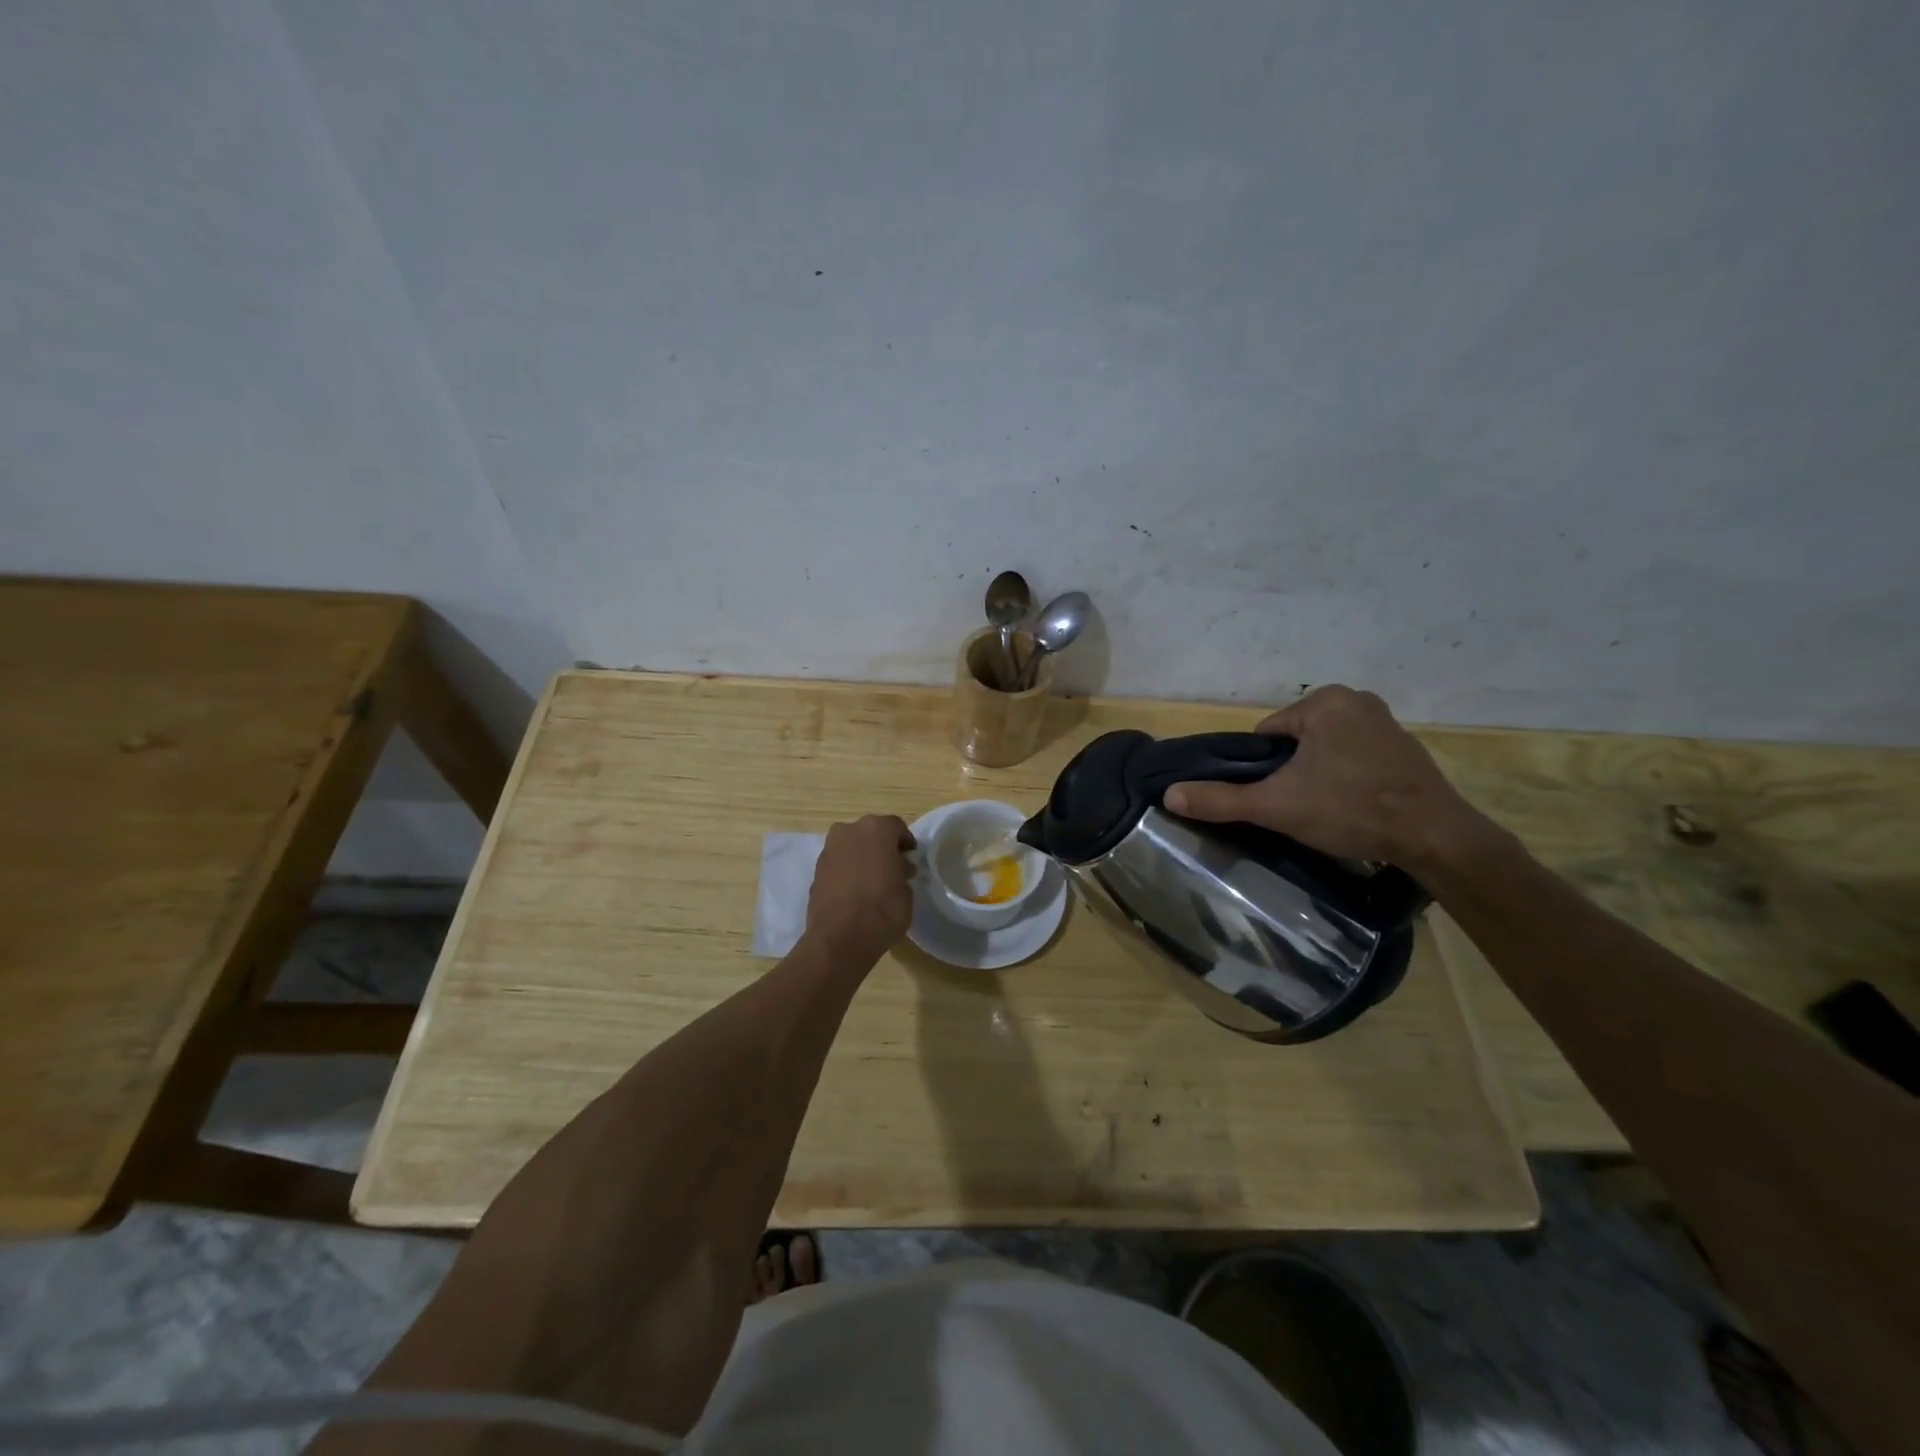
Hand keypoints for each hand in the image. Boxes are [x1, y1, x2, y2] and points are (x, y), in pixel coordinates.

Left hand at [805, 815, 915, 963]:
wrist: (840, 938)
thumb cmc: (883, 910)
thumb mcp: (907, 891)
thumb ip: (902, 872)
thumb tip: (897, 868)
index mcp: (876, 829)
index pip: (896, 827)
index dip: (905, 842)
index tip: (911, 857)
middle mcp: (849, 831)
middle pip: (870, 833)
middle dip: (881, 847)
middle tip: (892, 867)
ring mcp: (829, 850)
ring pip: (851, 847)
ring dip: (862, 858)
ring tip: (873, 882)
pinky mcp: (816, 871)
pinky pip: (838, 864)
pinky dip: (847, 871)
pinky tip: (855, 892)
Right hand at [1163, 685, 1497, 872]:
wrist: (1435, 838)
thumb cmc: (1350, 809)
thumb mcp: (1276, 805)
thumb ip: (1221, 799)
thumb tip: (1169, 795)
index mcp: (1325, 701)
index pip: (1267, 735)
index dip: (1263, 770)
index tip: (1277, 798)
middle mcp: (1357, 700)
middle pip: (1296, 742)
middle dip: (1292, 773)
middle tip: (1302, 808)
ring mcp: (1386, 723)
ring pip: (1325, 751)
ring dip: (1319, 776)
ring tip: (1327, 812)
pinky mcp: (1406, 749)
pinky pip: (1356, 758)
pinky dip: (1348, 779)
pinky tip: (1354, 807)